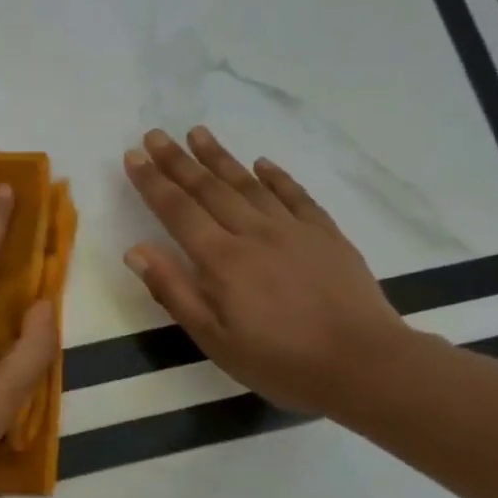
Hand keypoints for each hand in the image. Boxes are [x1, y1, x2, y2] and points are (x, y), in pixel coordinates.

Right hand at [122, 127, 409, 414]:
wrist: (364, 364)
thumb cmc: (280, 361)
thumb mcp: (214, 339)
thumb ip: (174, 291)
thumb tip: (136, 250)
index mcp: (221, 260)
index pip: (178, 211)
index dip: (153, 182)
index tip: (133, 156)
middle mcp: (253, 234)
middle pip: (209, 189)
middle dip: (178, 160)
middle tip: (155, 134)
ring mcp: (293, 230)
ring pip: (248, 184)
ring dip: (220, 158)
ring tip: (198, 133)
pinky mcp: (326, 235)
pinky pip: (296, 196)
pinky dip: (276, 177)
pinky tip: (262, 163)